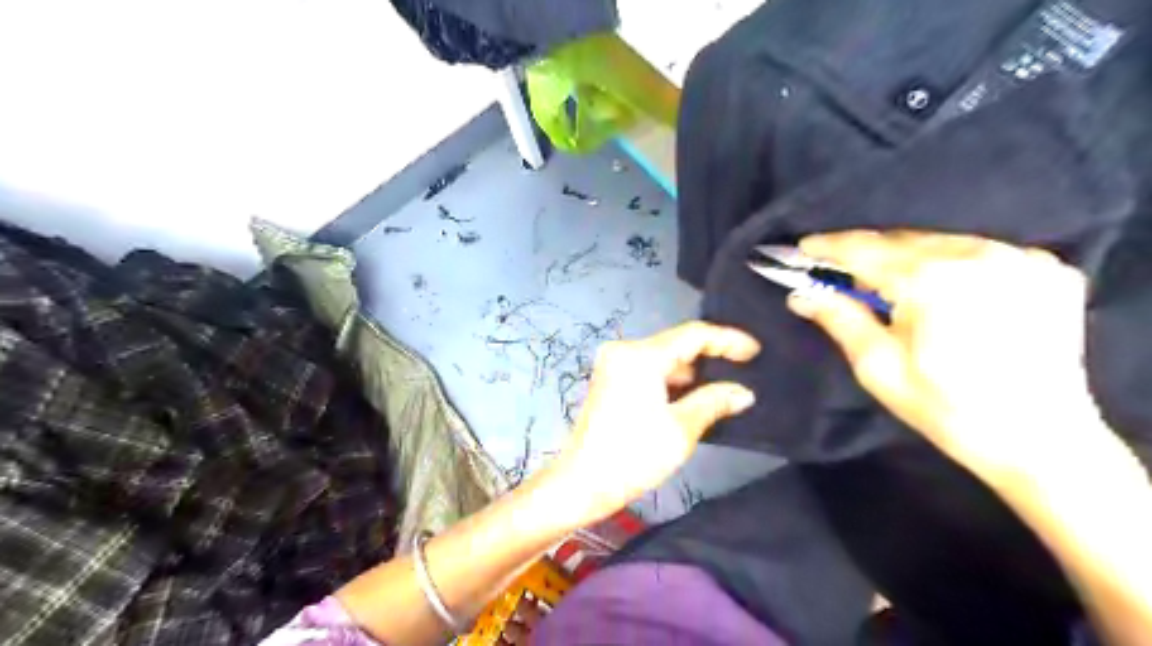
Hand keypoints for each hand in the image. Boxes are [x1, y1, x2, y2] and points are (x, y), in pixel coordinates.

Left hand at [546, 321, 761, 524]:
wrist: (581, 482)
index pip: (692, 335)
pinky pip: (649, 370)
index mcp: (640, 356)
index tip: (755, 351)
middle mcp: (624, 350)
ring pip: (663, 358)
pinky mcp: (610, 379)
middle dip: (711, 355)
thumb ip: (714, 401)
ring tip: (726, 383)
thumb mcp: (681, 429)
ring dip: (692, 370)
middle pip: (676, 343)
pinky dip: (672, 380)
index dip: (727, 340)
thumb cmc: (633, 455)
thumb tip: (744, 392)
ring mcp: (614, 364)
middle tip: (745, 367)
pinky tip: (694, 394)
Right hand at [782, 233, 1096, 478]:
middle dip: (867, 254)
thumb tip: (800, 294)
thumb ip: (839, 319)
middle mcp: (978, 254)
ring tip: (890, 285)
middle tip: (841, 273)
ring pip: (941, 242)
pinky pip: (980, 253)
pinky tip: (943, 291)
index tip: (803, 247)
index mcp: (931, 279)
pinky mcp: (1048, 270)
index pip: (864, 250)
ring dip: (908, 258)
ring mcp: (1020, 259)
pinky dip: (951, 265)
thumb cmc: (946, 408)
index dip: (829, 247)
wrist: (1040, 440)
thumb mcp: (878, 367)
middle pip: (902, 240)